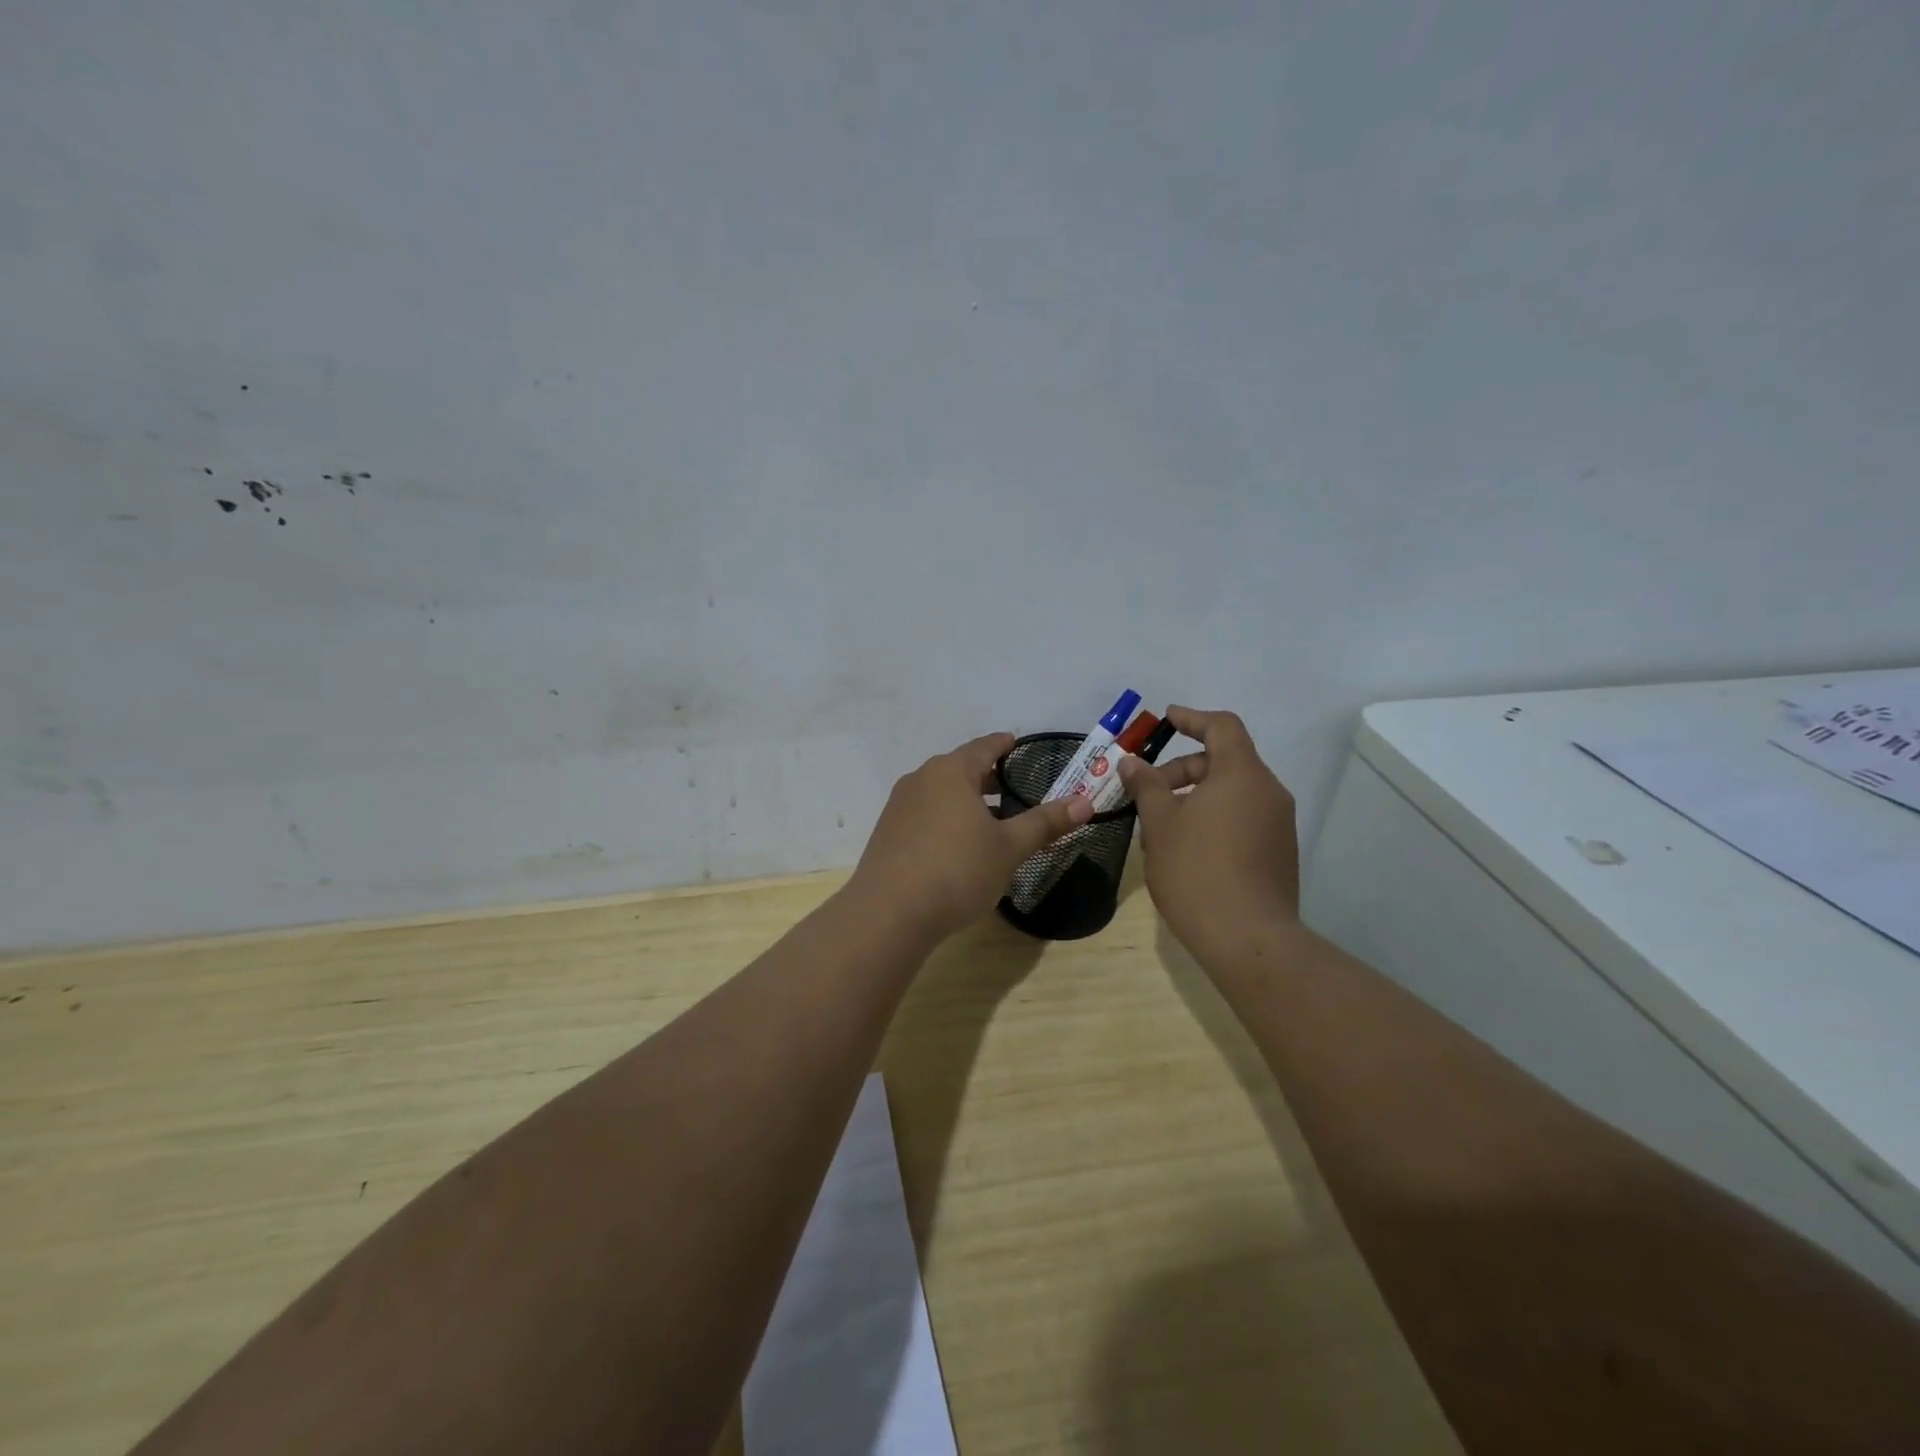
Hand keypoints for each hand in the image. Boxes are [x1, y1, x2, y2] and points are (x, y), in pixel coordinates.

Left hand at [848, 733, 1093, 948]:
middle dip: (987, 777)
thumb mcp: (1009, 848)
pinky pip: (924, 814)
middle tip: (1013, 788)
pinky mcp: (887, 833)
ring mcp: (899, 806)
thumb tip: (1085, 801)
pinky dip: (946, 819)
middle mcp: (921, 779)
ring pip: (940, 793)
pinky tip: (957, 846)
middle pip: (960, 768)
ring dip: (966, 801)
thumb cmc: (957, 870)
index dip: (1004, 745)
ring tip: (990, 820)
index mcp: (951, 772)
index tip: (1017, 745)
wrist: (889, 913)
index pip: (983, 747)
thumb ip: (1045, 822)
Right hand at [1116, 706, 1300, 971]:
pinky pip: (1242, 819)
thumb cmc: (1197, 871)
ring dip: (1194, 798)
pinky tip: (1185, 850)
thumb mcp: (1160, 824)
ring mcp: (1278, 825)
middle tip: (1146, 793)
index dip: (1192, 718)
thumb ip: (1147, 786)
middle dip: (1181, 771)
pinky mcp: (1279, 853)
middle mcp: (1268, 793)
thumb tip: (1131, 762)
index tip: (1166, 720)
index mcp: (1242, 775)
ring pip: (1232, 794)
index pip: (1222, 727)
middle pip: (1224, 762)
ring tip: (1159, 828)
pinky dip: (1213, 819)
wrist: (1248, 939)